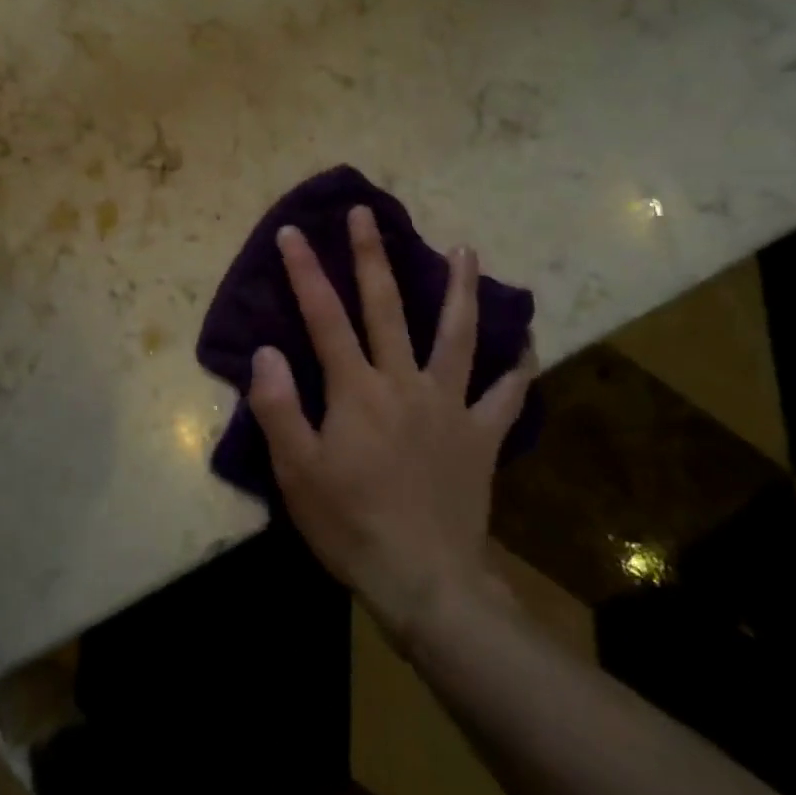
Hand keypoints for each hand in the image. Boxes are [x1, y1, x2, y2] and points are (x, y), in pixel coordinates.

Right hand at [247, 206, 536, 643]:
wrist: (424, 581)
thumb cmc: (350, 524)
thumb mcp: (296, 472)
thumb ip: (278, 407)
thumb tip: (267, 349)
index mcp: (356, 390)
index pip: (324, 317)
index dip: (305, 272)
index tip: (292, 232)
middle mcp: (404, 382)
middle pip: (387, 307)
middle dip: (372, 255)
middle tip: (366, 213)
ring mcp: (449, 405)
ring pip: (457, 335)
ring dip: (459, 289)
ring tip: (465, 249)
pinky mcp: (481, 435)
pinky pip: (507, 394)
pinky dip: (519, 364)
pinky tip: (528, 338)